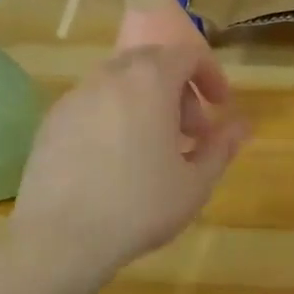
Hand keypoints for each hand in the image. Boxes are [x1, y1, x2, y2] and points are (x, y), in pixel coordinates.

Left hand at [9, 47, 249, 276]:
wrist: (59, 238)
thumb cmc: (139, 206)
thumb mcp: (195, 182)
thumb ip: (221, 146)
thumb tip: (241, 125)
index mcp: (150, 81)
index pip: (187, 54)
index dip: (210, 75)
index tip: (220, 106)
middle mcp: (110, 77)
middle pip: (152, 63)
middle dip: (178, 90)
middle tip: (191, 132)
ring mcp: (75, 97)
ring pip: (120, 83)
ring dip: (146, 103)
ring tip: (154, 149)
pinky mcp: (51, 121)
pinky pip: (94, 105)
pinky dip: (115, 117)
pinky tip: (116, 162)